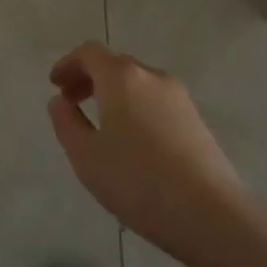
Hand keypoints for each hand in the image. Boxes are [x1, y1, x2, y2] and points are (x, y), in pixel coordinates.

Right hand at [48, 41, 246, 266]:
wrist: (210, 214)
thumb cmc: (138, 181)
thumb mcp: (86, 156)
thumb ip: (66, 123)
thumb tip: (60, 101)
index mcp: (121, 77)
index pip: (90, 53)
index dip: (69, 64)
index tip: (55, 85)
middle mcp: (151, 77)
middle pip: (115, 64)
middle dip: (90, 78)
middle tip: (72, 103)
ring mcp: (179, 97)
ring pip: (138, 83)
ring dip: (114, 93)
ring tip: (100, 125)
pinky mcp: (196, 120)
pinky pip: (156, 101)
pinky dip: (135, 107)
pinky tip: (132, 142)